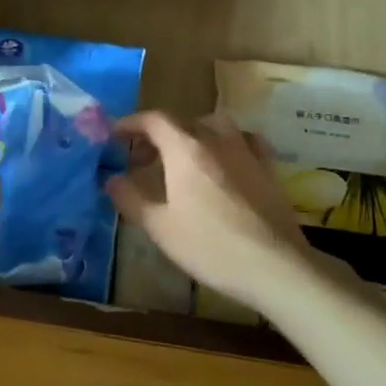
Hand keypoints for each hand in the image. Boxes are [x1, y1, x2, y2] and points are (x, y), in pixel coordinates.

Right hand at [107, 111, 316, 306]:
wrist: (274, 265)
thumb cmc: (210, 246)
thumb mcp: (160, 228)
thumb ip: (131, 199)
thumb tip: (111, 179)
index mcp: (185, 149)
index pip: (154, 120)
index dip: (131, 123)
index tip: (115, 136)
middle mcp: (216, 139)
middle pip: (182, 122)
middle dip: (157, 135)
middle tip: (142, 161)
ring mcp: (246, 150)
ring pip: (214, 126)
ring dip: (193, 135)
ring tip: (183, 159)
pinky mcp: (267, 166)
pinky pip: (242, 140)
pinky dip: (225, 144)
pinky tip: (224, 163)